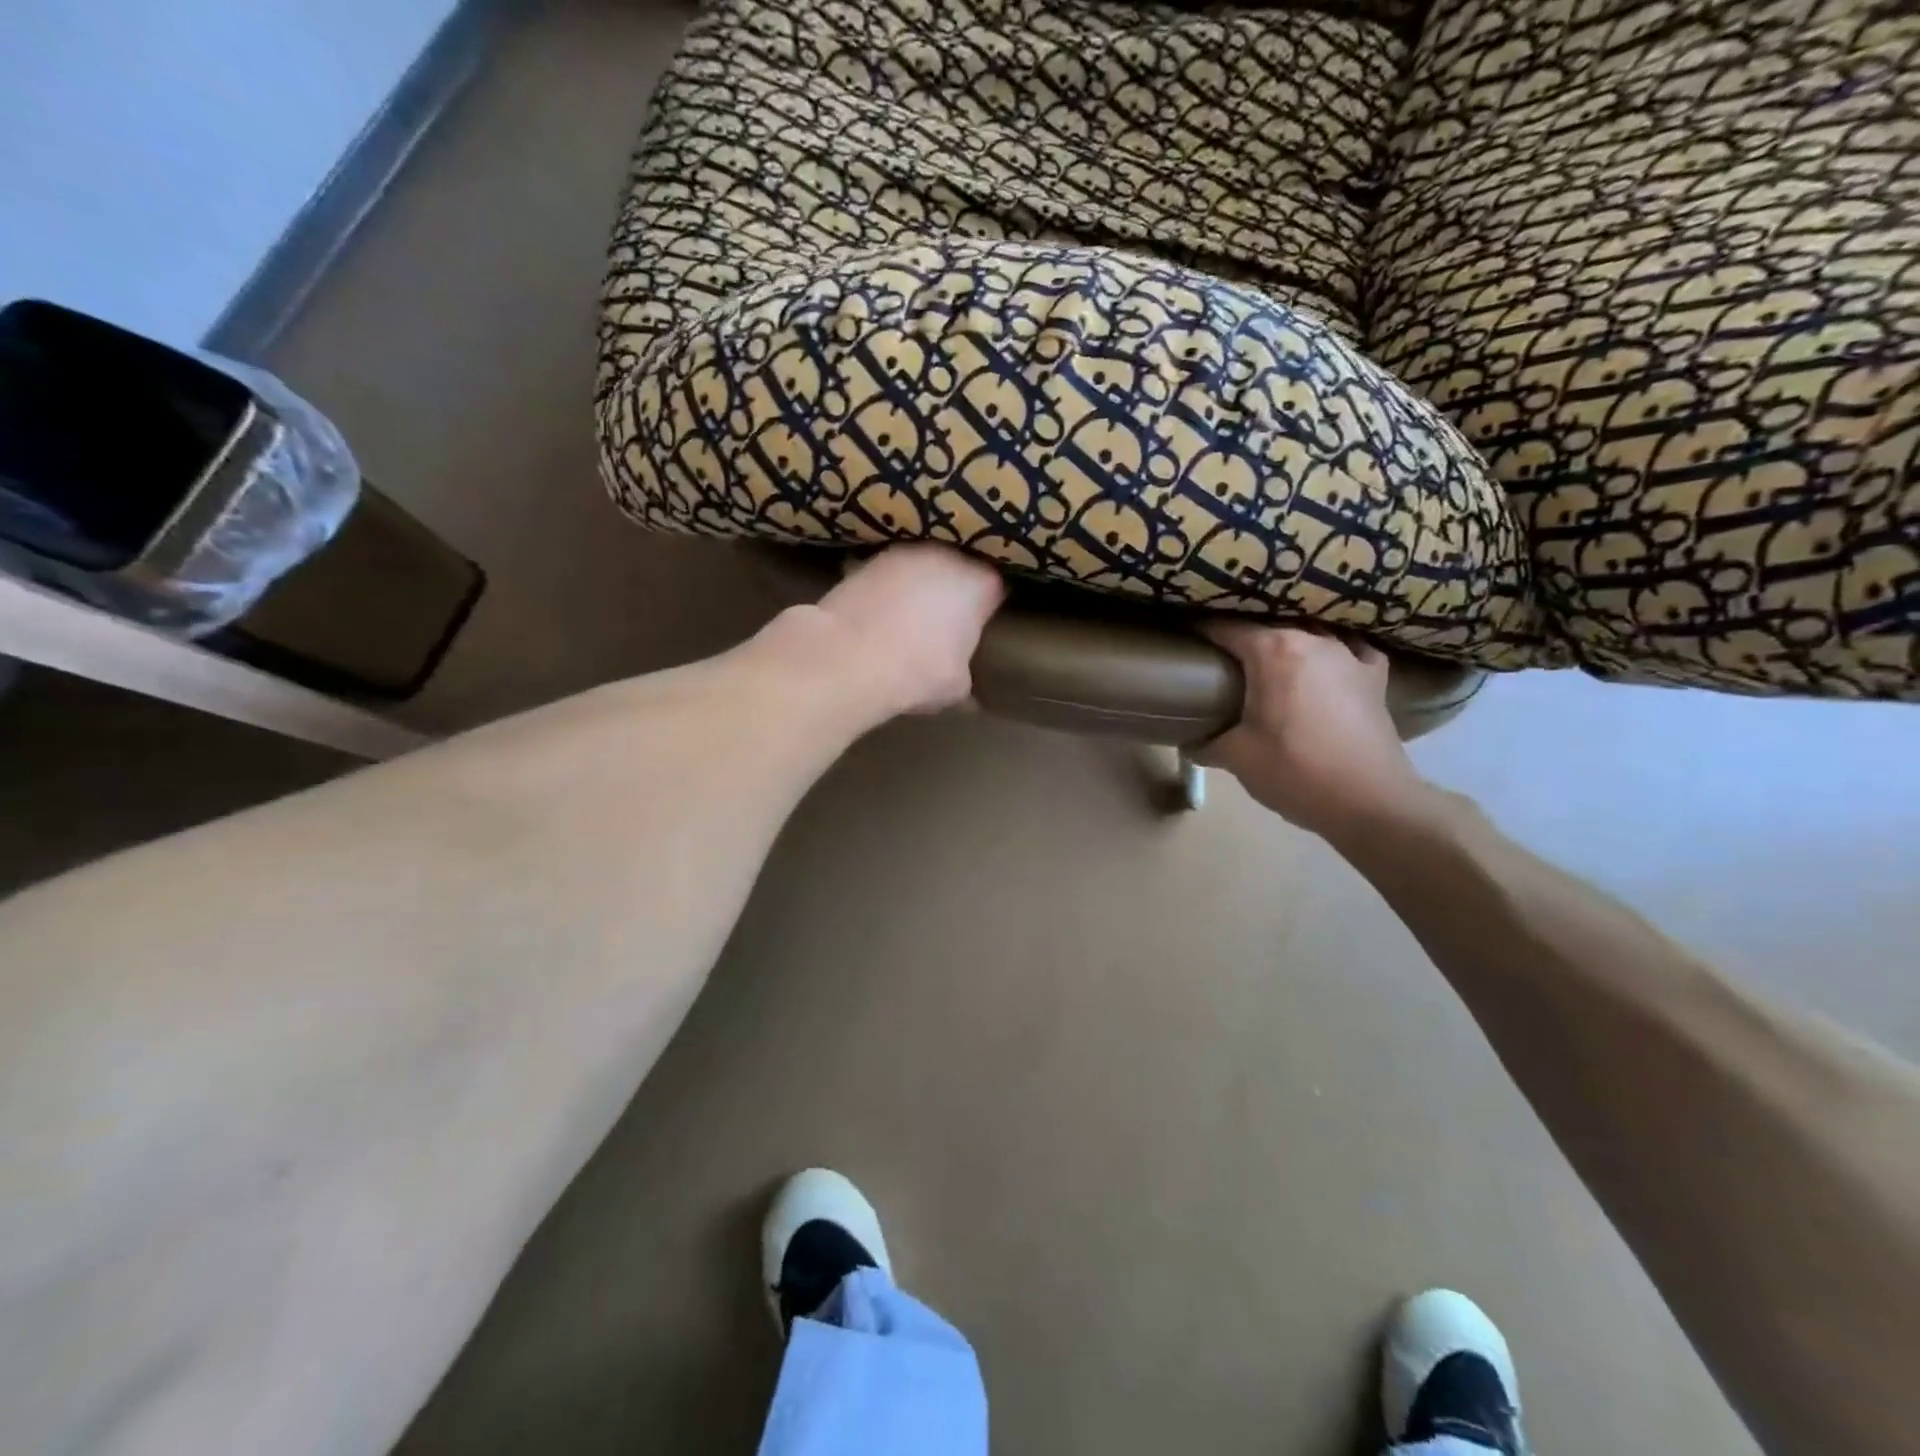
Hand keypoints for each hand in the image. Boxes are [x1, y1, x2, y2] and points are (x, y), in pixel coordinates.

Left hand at [812, 544, 1006, 714]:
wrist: (849, 658)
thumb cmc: (917, 672)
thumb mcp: (956, 687)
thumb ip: (966, 674)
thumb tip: (966, 687)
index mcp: (980, 584)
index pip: (996, 588)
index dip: (987, 606)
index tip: (979, 626)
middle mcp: (948, 556)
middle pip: (959, 568)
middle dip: (953, 589)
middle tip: (945, 622)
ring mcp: (906, 552)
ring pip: (922, 565)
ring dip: (918, 585)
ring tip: (908, 617)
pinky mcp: (868, 559)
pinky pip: (889, 573)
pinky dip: (887, 587)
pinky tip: (879, 613)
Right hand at [1196, 622, 1430, 840]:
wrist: (1369, 801)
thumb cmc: (1294, 771)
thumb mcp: (1236, 757)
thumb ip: (1208, 743)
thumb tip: (1191, 743)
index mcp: (1272, 651)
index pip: (1226, 628)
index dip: (1201, 631)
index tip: (1186, 640)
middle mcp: (1312, 640)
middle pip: (1269, 628)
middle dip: (1243, 640)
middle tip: (1222, 662)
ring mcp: (1349, 655)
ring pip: (1310, 636)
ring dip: (1288, 647)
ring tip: (1270, 666)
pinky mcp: (1375, 677)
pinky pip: (1351, 652)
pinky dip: (1335, 656)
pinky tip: (1328, 668)